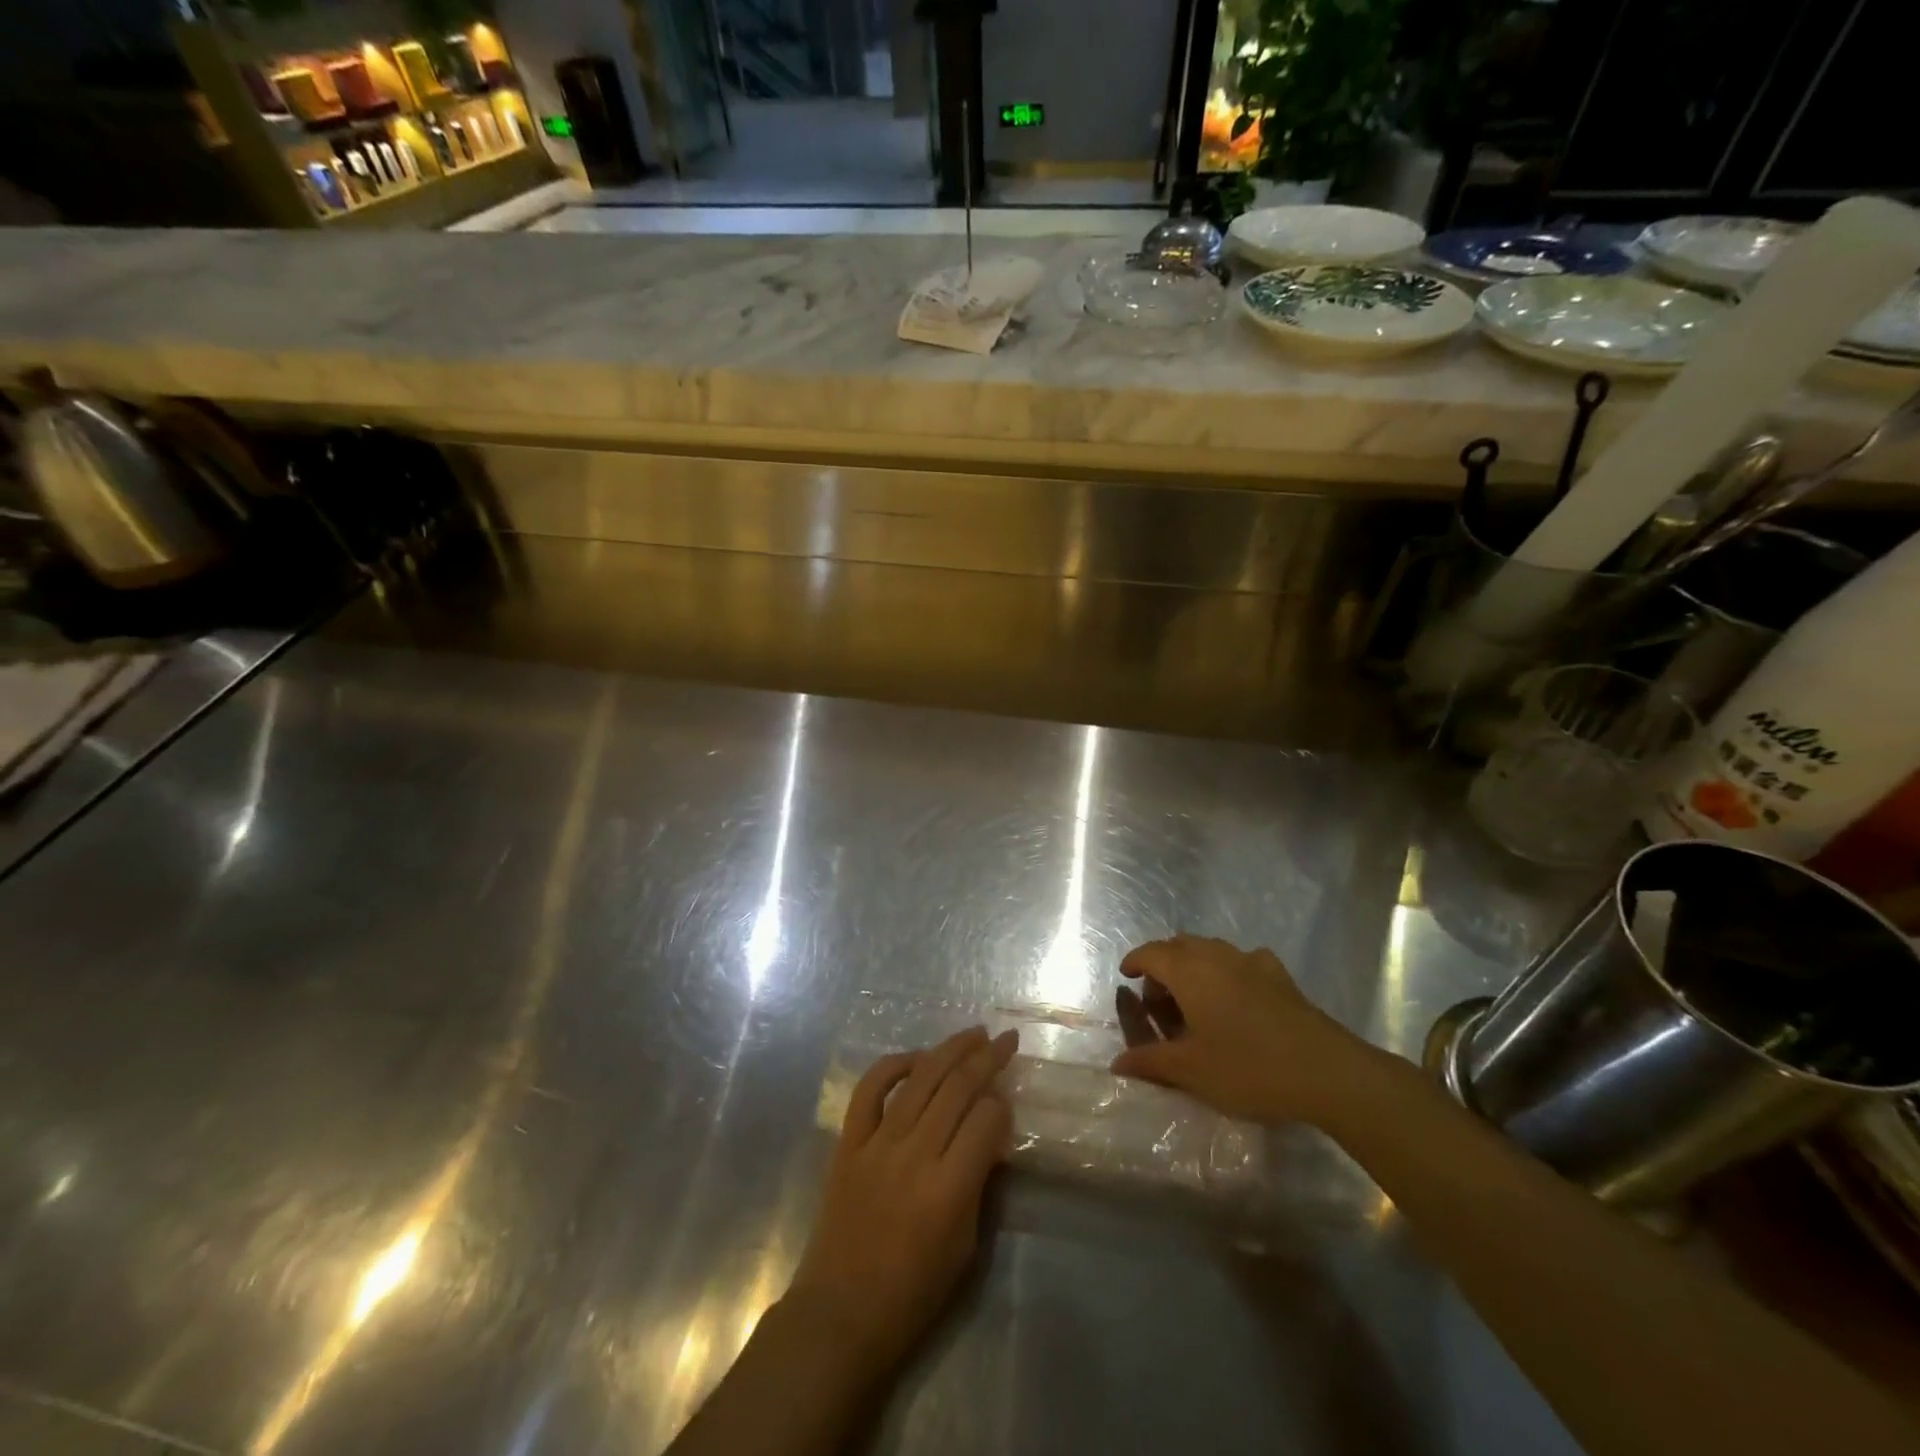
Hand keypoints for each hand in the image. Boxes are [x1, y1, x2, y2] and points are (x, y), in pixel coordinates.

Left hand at [786, 1026, 1016, 1374]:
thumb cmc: (913, 1293)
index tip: (1008, 1101)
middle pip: (957, 1088)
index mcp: (948, 1190)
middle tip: (1006, 1039)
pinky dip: (893, 1065)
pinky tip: (916, 1058)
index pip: (987, 1121)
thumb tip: (991, 1134)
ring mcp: (877, 1144)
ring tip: (973, 1033)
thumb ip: (979, 1183)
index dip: (1003, 1106)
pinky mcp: (849, 1142)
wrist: (841, 1312)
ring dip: (950, 1049)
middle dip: (987, 1058)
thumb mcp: (965, 1246)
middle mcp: (914, 1155)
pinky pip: (870, 1089)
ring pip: (920, 1078)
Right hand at [1110, 935, 1380, 1125]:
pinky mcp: (1280, 976)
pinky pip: (1242, 961)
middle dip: (1163, 964)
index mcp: (1189, 971)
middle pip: (1180, 945)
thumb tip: (1117, 1062)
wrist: (1327, 1072)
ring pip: (1211, 950)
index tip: (1126, 976)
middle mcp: (1217, 956)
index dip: (1135, 961)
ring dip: (1194, 965)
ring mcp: (1252, 962)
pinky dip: (1228, 971)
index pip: (1151, 953)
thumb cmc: (1248, 1067)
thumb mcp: (1191, 1071)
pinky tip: (1237, 996)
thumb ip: (1151, 1062)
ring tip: (1194, 1000)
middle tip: (1158, 999)